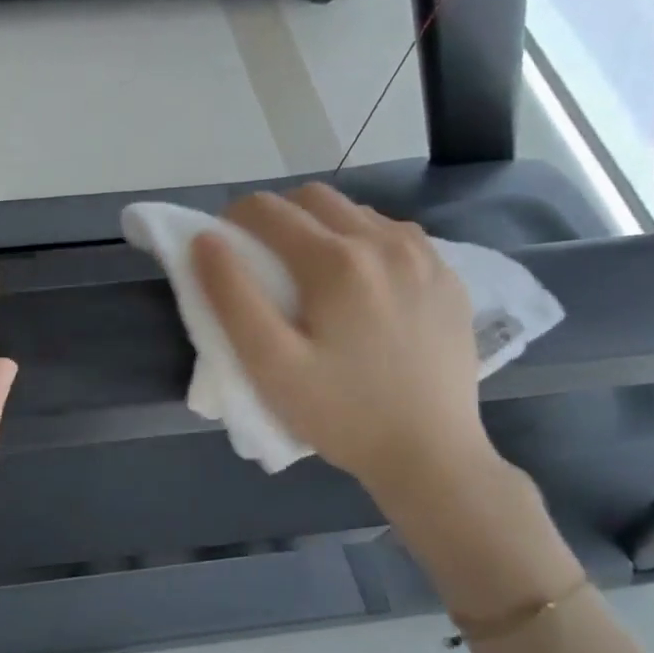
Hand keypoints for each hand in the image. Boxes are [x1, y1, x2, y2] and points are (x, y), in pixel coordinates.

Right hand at [192, 183, 496, 494]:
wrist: (430, 454)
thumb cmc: (339, 413)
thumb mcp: (268, 363)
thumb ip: (231, 296)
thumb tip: (205, 239)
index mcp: (335, 260)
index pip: (267, 209)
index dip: (234, 220)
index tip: (225, 250)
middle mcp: (385, 242)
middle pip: (314, 198)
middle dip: (278, 217)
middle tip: (264, 261)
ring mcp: (425, 256)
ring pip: (357, 212)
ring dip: (323, 228)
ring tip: (313, 276)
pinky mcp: (448, 277)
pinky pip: (396, 235)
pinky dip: (365, 244)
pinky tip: (362, 287)